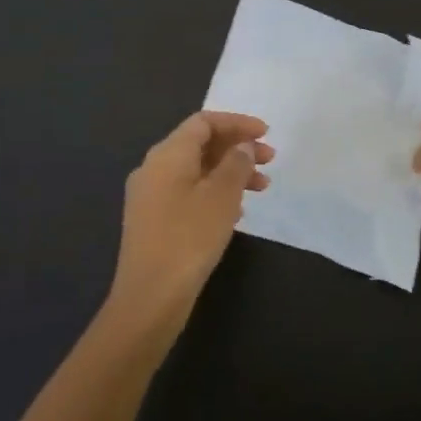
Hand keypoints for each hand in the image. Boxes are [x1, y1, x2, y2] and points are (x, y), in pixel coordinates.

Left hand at [108, 111, 272, 333]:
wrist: (149, 298)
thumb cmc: (189, 237)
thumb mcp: (222, 195)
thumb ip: (237, 163)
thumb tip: (242, 146)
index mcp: (168, 154)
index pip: (204, 122)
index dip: (237, 123)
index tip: (266, 133)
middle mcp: (154, 168)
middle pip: (200, 145)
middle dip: (237, 148)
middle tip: (270, 160)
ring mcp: (150, 196)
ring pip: (197, 170)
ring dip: (230, 173)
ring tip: (262, 188)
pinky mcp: (152, 221)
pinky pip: (188, 192)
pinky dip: (215, 192)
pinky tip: (237, 213)